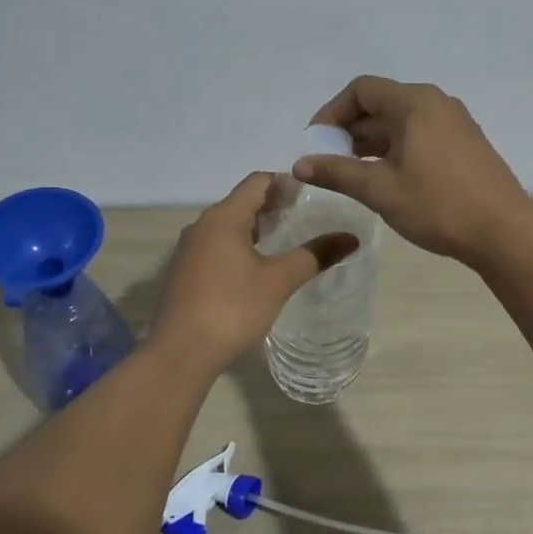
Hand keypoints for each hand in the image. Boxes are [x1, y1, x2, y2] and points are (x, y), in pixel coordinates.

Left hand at [146, 172, 358, 375]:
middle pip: (242, 202)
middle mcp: (202, 225)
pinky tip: (258, 269)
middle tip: (307, 219)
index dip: (286, 183)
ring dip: (256, 229)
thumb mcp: (279, 280)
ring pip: (228, 226)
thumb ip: (315, 255)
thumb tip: (352, 238)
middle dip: (274, 207)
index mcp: (223, 217)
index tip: (313, 196)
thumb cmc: (232, 308)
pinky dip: (240, 247)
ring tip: (287, 243)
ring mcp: (189, 250)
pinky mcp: (185, 273)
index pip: (257, 181)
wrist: (180, 352)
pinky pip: (217, 247)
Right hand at [294, 76, 532, 266]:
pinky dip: (395, 150)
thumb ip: (337, 172)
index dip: (331, 113)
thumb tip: (299, 164)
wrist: (503, 232)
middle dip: (349, 132)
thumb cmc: (438, 205)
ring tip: (352, 176)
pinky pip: (419, 136)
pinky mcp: (465, 145)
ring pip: (400, 123)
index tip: (316, 144)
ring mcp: (454, 123)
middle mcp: (436, 103)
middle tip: (329, 165)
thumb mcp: (380, 190)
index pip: (361, 90)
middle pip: (380, 104)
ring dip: (371, 144)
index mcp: (414, 103)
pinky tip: (386, 180)